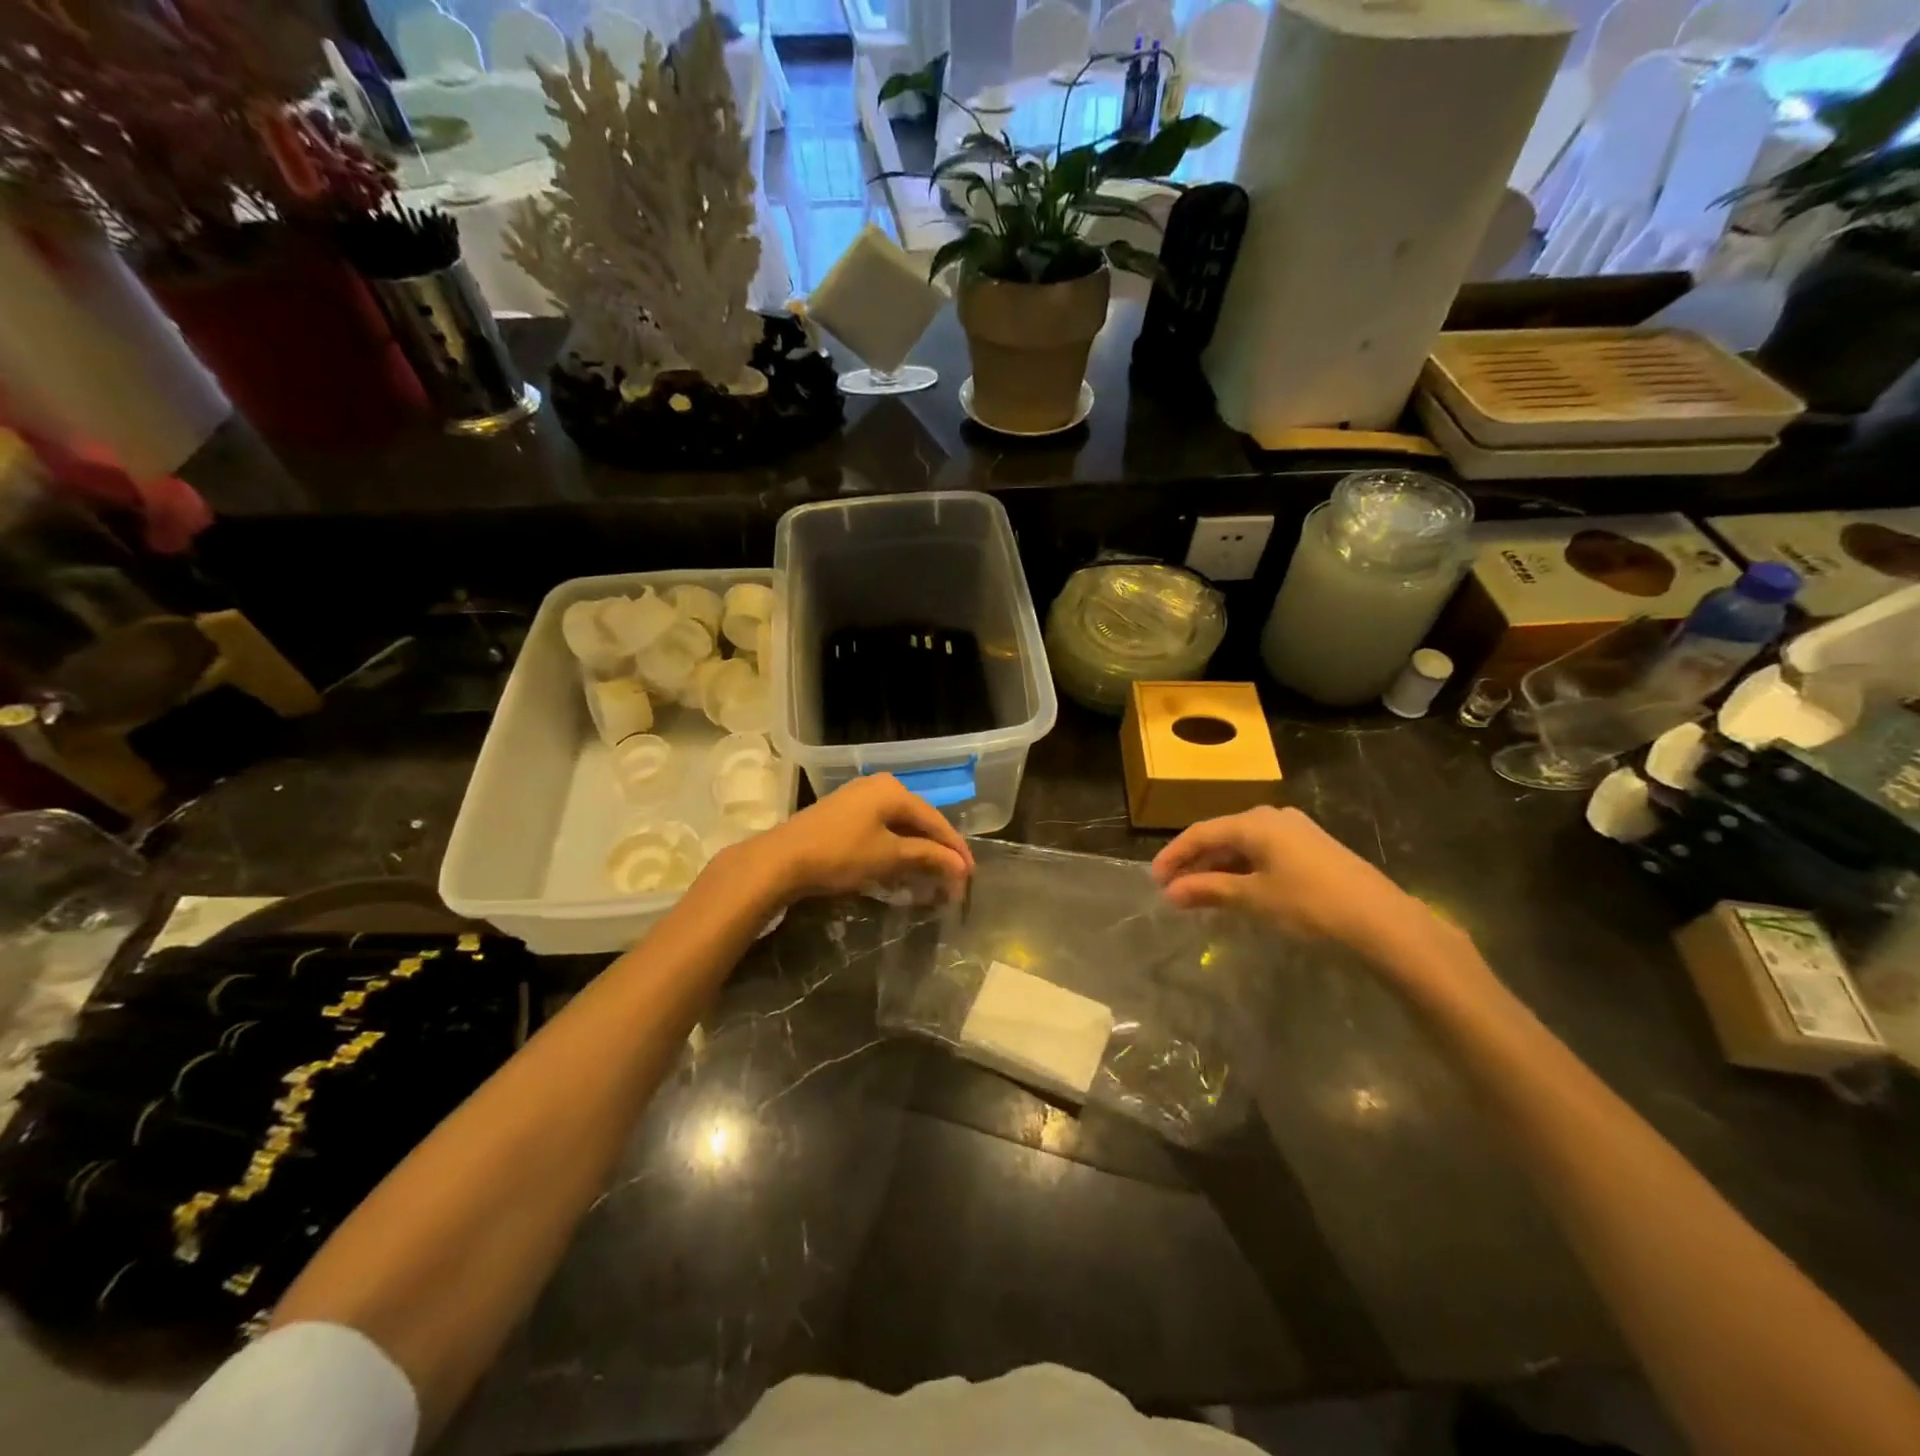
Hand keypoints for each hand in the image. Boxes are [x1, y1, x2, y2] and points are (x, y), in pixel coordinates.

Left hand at [733, 774, 974, 904]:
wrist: (780, 860)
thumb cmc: (840, 854)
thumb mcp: (889, 856)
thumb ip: (928, 857)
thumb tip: (961, 867)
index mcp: (893, 790)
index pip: (935, 820)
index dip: (955, 849)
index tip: (970, 875)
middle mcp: (878, 786)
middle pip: (918, 821)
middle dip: (936, 852)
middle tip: (952, 879)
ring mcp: (858, 799)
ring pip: (898, 827)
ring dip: (915, 854)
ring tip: (929, 880)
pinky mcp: (842, 815)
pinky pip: (880, 831)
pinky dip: (893, 851)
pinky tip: (898, 871)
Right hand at [1151, 806, 1434, 956]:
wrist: (1382, 920)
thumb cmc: (1310, 903)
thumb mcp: (1253, 898)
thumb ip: (1209, 890)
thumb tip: (1170, 893)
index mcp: (1254, 822)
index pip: (1201, 833)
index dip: (1174, 856)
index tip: (1154, 880)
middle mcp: (1272, 817)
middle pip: (1221, 836)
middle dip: (1195, 862)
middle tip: (1173, 888)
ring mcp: (1295, 831)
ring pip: (1243, 845)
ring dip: (1218, 868)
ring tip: (1199, 894)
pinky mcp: (1311, 848)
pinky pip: (1263, 853)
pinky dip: (1242, 870)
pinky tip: (1236, 890)